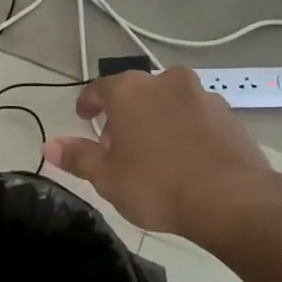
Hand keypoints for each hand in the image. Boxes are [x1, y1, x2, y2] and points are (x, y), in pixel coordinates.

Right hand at [43, 68, 281, 243]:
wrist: (233, 199)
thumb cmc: (157, 186)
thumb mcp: (107, 177)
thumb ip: (77, 157)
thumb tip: (48, 144)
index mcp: (130, 90)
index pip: (98, 88)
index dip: (88, 105)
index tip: (84, 119)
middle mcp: (165, 81)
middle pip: (135, 92)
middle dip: (123, 114)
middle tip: (117, 145)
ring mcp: (201, 94)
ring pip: (167, 101)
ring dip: (156, 118)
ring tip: (154, 152)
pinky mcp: (228, 113)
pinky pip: (195, 115)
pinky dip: (184, 128)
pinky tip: (185, 157)